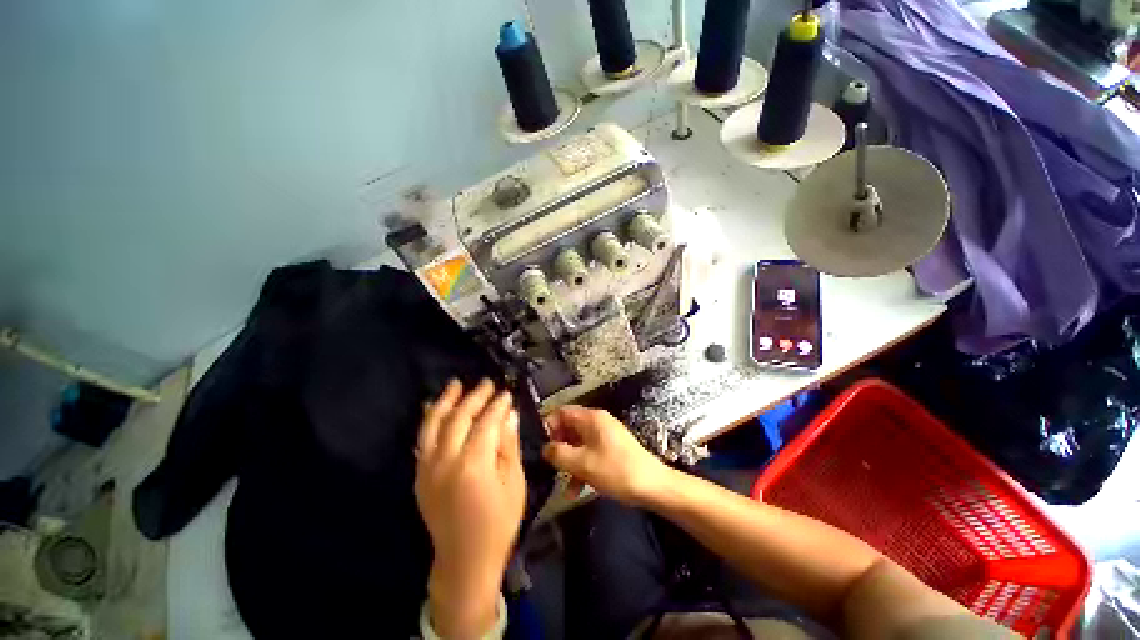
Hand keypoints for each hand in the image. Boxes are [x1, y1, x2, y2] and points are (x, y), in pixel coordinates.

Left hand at [415, 379, 525, 638]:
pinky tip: (434, 408)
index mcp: (474, 465)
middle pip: (459, 418)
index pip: (487, 423)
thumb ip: (509, 445)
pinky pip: (422, 441)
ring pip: (434, 425)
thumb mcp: (514, 483)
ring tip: (455, 384)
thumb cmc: (499, 523)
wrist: (465, 561)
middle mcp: (446, 462)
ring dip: (446, 402)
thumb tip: (509, 414)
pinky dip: (428, 421)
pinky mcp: (420, 476)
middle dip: (475, 397)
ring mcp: (428, 469)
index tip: (507, 393)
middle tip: (487, 383)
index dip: (498, 405)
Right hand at [542, 406, 668, 505]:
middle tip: (549, 465)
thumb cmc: (616, 471)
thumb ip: (559, 454)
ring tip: (561, 483)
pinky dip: (581, 468)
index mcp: (592, 419)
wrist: (652, 486)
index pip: (562, 412)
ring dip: (569, 462)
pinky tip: (576, 491)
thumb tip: (545, 448)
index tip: (540, 445)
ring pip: (578, 444)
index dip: (549, 426)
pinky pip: (590, 454)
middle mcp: (598, 422)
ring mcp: (606, 436)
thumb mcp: (582, 464)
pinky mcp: (611, 450)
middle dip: (558, 446)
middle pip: (569, 428)